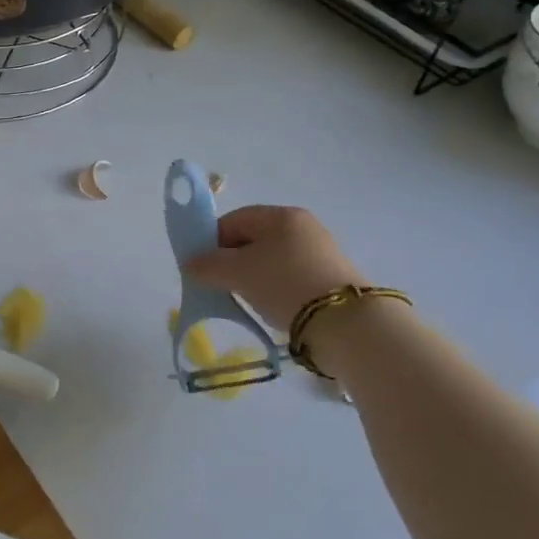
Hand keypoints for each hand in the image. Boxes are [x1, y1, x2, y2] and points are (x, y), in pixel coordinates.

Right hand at [185, 204, 365, 330]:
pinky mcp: (332, 278)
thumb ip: (208, 265)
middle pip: (254, 239)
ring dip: (254, 277)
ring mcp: (321, 252)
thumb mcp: (238, 273)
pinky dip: (275, 288)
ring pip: (272, 260)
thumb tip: (191, 264)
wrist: (346, 323)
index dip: (212, 240)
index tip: (202, 266)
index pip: (235, 219)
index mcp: (281, 215)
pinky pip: (291, 276)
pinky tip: (272, 307)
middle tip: (221, 285)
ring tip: (247, 300)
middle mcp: (303, 227)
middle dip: (233, 261)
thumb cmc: (284, 284)